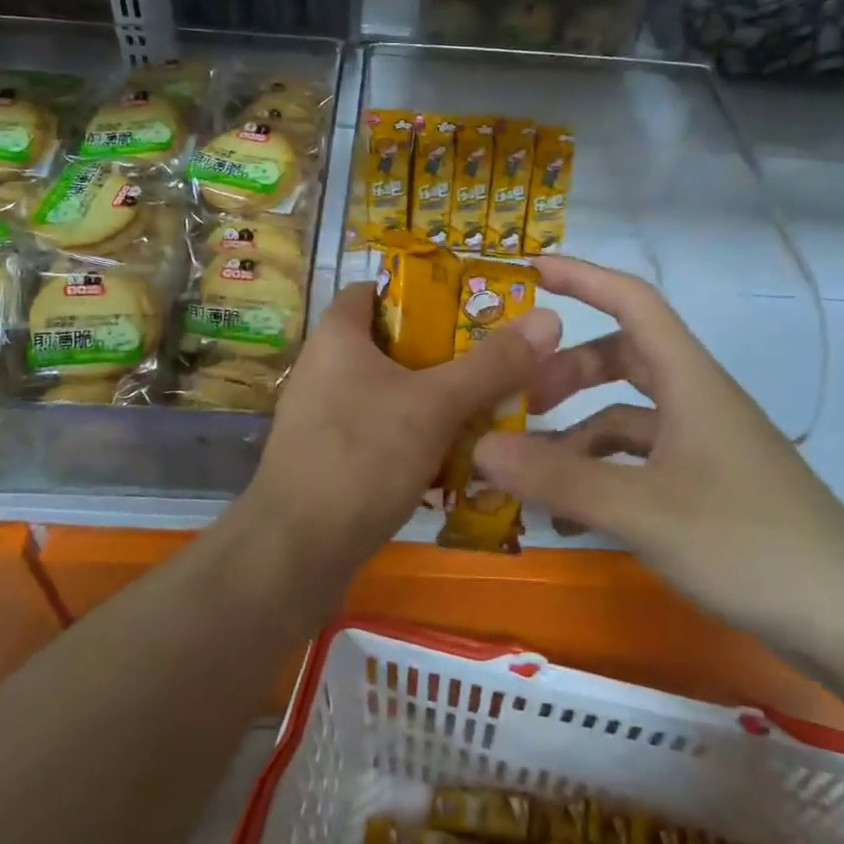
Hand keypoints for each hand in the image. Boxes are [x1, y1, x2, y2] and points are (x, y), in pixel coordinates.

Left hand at [245, 280, 562, 568]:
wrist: (295, 553)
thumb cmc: (361, 457)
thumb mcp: (434, 405)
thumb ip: (491, 364)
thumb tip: (549, 318)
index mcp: (338, 336)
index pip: (378, 290)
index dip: (424, 292)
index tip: (473, 308)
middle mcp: (326, 368)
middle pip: (395, 344)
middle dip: (446, 354)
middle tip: (498, 363)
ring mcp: (326, 417)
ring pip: (394, 394)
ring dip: (438, 401)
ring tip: (491, 410)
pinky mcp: (332, 459)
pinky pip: (384, 433)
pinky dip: (419, 438)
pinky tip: (458, 459)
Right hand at [472, 258, 843, 652]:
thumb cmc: (749, 544)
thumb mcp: (643, 510)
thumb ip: (559, 478)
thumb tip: (480, 448)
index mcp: (690, 381)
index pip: (633, 302)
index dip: (583, 278)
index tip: (531, 271)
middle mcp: (697, 401)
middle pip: (624, 358)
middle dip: (568, 370)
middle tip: (520, 397)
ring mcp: (705, 446)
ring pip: (628, 417)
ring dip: (579, 433)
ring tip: (530, 471)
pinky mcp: (709, 487)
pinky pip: (642, 462)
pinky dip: (603, 475)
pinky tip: (572, 515)